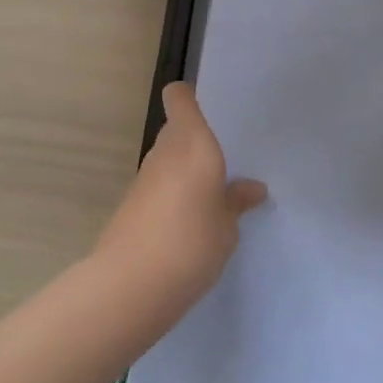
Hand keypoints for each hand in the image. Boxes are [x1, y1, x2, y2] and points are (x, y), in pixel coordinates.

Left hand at [94, 83, 267, 300]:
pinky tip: (191, 221)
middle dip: (197, 140)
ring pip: (168, 158)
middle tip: (227, 160)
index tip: (212, 110)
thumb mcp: (228, 226)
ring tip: (215, 194)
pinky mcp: (131, 205)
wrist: (130, 286)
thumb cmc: (191, 243)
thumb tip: (252, 188)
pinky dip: (173, 193)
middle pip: (176, 129)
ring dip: (186, 169)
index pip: (179, 98)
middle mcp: (165, 152)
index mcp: (192, 144)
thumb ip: (237, 202)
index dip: (190, 97)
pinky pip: (159, 185)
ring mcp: (144, 178)